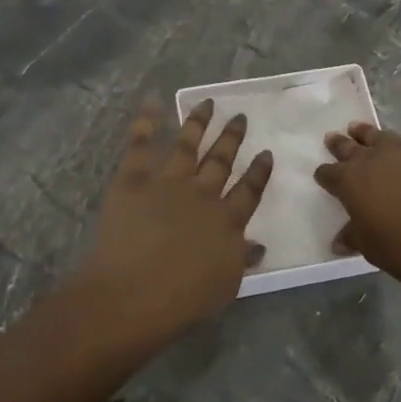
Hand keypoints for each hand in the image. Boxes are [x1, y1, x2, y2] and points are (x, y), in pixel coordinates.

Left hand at [71, 98, 273, 344]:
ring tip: (207, 103)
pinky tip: (153, 101)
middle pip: (221, 161)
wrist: (133, 294)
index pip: (249, 191)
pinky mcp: (134, 180)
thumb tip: (256, 245)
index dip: (259, 171)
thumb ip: (241, 260)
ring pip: (188, 145)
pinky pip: (141, 144)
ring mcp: (168, 183)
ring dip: (199, 122)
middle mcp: (203, 195)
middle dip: (232, 138)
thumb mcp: (225, 286)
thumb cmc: (182, 300)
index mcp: (227, 221)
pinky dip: (147, 122)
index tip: (266, 152)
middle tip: (240, 117)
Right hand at [314, 72, 400, 292]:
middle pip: (352, 148)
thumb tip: (338, 239)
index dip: (326, 175)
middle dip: (341, 145)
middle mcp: (375, 158)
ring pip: (382, 134)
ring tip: (358, 126)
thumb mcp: (374, 250)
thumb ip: (355, 237)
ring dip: (368, 131)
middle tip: (333, 138)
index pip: (331, 175)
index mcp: (352, 183)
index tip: (323, 175)